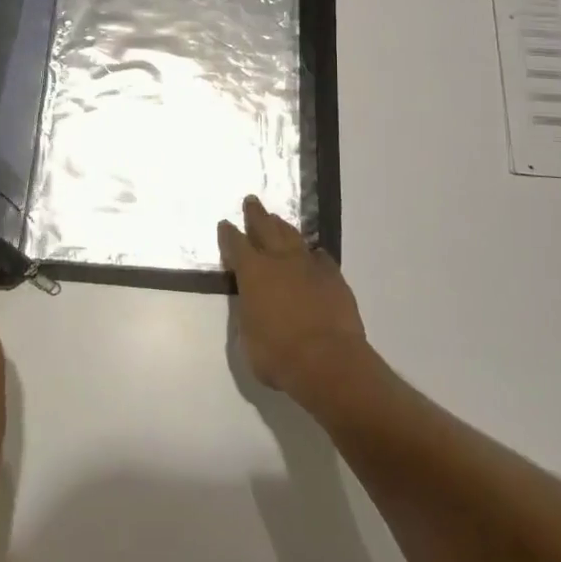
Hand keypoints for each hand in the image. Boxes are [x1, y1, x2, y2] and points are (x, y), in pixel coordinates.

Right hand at [218, 195, 370, 404]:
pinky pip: (321, 258)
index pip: (236, 245)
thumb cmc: (278, 355)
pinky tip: (313, 254)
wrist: (328, 361)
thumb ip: (248, 314)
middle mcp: (280, 261)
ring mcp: (310, 266)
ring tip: (278, 219)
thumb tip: (253, 306)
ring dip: (283, 227)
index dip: (229, 234)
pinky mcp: (334, 278)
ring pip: (294, 237)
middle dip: (256, 214)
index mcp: (253, 272)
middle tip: (251, 200)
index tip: (225, 224)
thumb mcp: (248, 337)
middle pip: (266, 228)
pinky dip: (313, 254)